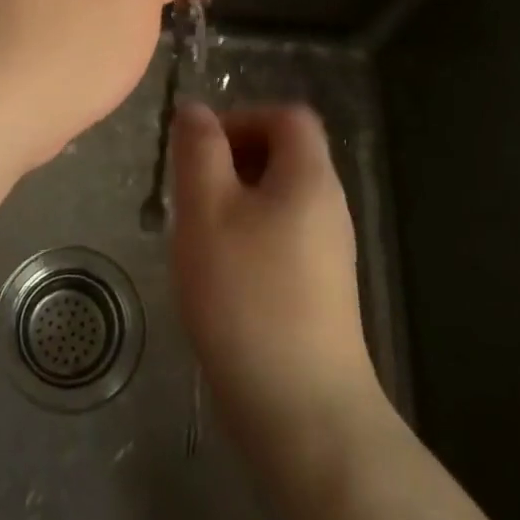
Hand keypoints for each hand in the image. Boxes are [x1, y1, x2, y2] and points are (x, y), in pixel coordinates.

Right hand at [169, 103, 385, 464]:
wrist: (300, 408)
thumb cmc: (246, 295)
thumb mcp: (207, 210)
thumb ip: (199, 151)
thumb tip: (196, 110)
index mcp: (310, 177)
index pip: (287, 117)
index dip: (242, 118)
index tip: (201, 152)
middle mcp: (328, 207)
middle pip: (284, 155)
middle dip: (231, 162)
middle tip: (191, 195)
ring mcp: (328, 252)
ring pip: (278, 199)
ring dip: (234, 202)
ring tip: (198, 236)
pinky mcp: (320, 290)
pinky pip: (281, 237)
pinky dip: (248, 237)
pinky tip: (220, 275)